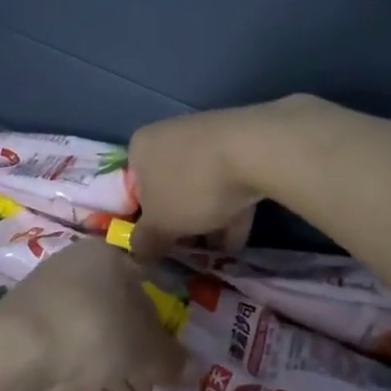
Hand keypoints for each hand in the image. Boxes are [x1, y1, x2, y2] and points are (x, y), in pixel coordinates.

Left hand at [0, 238, 187, 390]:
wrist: (17, 352)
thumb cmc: (94, 330)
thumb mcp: (144, 349)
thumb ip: (170, 359)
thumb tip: (190, 369)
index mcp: (106, 260)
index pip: (145, 291)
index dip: (164, 330)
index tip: (173, 361)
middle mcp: (77, 276)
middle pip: (119, 324)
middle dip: (142, 368)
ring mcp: (49, 310)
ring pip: (95, 348)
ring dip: (122, 386)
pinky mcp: (30, 342)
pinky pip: (71, 364)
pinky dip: (95, 390)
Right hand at [126, 96, 321, 259]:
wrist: (256, 151)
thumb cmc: (192, 186)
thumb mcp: (160, 224)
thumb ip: (145, 242)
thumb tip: (138, 252)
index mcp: (141, 148)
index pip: (134, 190)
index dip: (145, 222)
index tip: (158, 246)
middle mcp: (170, 136)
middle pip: (170, 190)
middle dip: (181, 224)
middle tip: (188, 252)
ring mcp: (207, 138)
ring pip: (201, 188)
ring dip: (208, 222)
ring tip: (217, 254)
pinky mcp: (241, 145)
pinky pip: (229, 183)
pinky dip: (231, 211)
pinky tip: (238, 241)